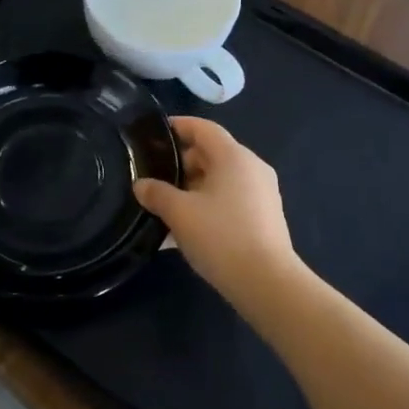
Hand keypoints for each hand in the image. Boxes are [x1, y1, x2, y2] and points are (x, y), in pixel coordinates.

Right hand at [133, 117, 300, 304]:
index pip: (203, 128)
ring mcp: (261, 193)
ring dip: (192, 188)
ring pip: (220, 180)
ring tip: (165, 206)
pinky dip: (208, 205)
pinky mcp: (264, 217)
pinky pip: (230, 200)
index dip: (178, 127)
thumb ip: (157, 194)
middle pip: (212, 154)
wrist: (266, 282)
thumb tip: (141, 185)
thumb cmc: (221, 236)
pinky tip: (186, 229)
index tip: (154, 134)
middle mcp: (251, 167)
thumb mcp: (180, 213)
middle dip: (181, 163)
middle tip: (154, 177)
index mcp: (234, 156)